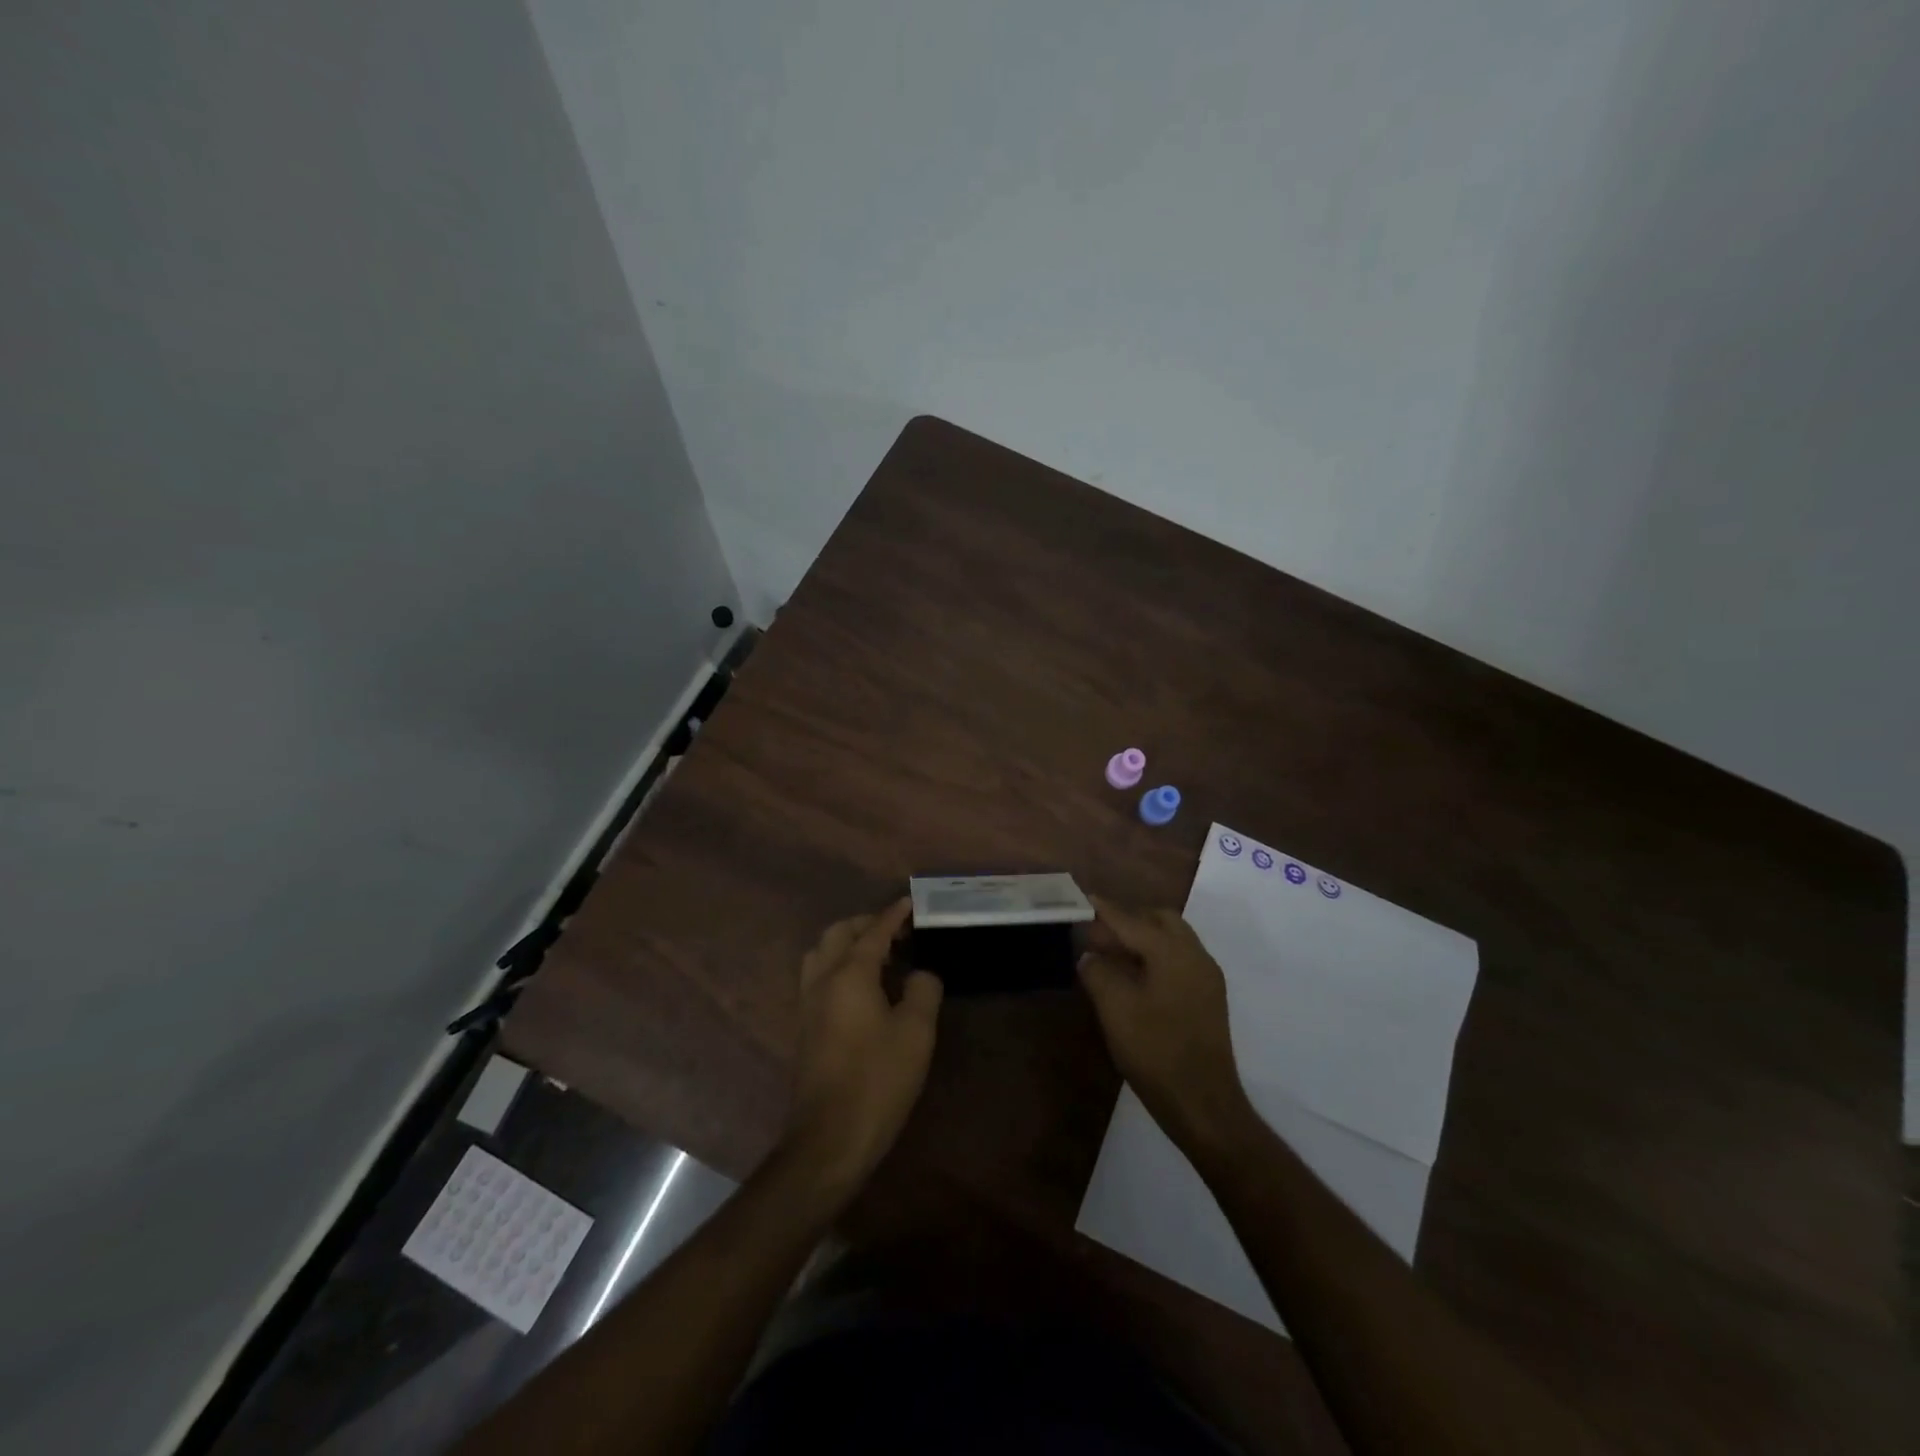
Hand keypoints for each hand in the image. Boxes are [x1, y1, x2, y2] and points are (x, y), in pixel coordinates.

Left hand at [783, 899, 942, 1194]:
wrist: (830, 1138)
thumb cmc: (878, 1080)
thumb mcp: (916, 1033)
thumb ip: (923, 990)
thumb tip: (921, 973)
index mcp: (849, 974)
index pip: (873, 932)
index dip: (893, 915)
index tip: (910, 902)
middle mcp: (822, 979)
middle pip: (839, 934)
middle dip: (867, 924)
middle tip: (897, 931)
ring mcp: (808, 1003)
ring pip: (822, 953)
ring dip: (847, 943)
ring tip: (879, 955)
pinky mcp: (805, 1026)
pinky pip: (819, 976)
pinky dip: (839, 964)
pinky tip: (862, 985)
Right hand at [1079, 897, 1255, 1155]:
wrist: (1203, 1104)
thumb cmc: (1156, 1051)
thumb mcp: (1115, 1009)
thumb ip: (1098, 973)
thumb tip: (1090, 956)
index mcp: (1172, 952)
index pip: (1131, 920)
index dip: (1103, 909)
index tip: (1081, 897)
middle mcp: (1195, 955)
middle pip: (1159, 920)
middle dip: (1127, 920)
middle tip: (1096, 934)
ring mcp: (1206, 977)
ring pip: (1172, 939)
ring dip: (1142, 938)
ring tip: (1110, 955)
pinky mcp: (1208, 998)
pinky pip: (1178, 960)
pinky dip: (1154, 956)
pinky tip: (1134, 978)